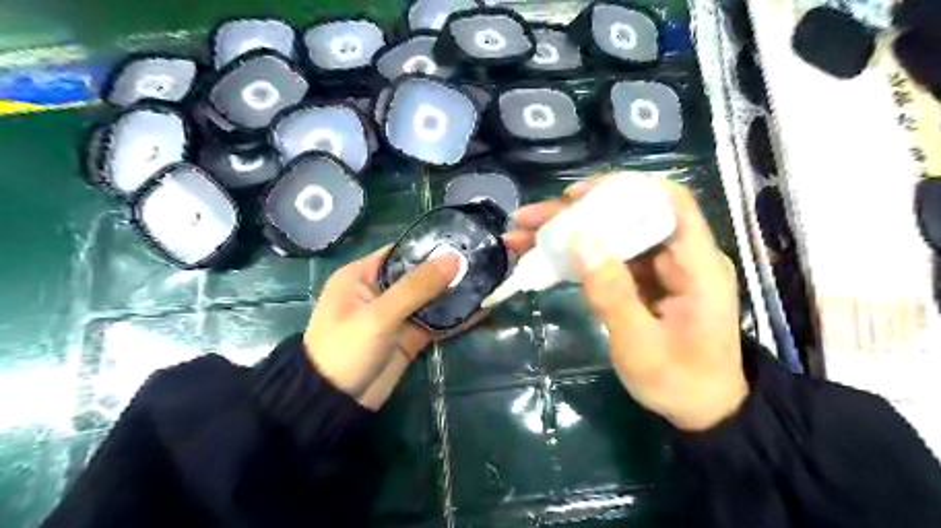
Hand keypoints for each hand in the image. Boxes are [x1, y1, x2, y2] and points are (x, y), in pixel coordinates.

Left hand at [307, 234, 527, 412]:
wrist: (334, 404)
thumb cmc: (345, 350)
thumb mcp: (377, 315)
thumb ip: (416, 287)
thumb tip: (454, 258)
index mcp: (362, 275)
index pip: (400, 251)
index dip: (430, 245)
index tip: (462, 241)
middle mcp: (380, 290)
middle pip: (420, 274)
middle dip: (449, 269)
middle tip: (483, 260)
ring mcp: (397, 315)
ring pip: (431, 298)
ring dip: (456, 292)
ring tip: (489, 279)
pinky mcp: (409, 336)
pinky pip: (436, 322)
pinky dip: (456, 317)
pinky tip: (482, 307)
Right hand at [511, 175, 746, 430]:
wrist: (702, 410)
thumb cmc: (678, 381)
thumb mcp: (640, 345)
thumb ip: (612, 292)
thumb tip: (579, 240)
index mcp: (697, 266)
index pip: (669, 202)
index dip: (624, 188)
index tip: (575, 196)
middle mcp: (680, 257)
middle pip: (628, 216)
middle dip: (575, 214)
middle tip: (527, 218)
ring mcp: (660, 269)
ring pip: (613, 235)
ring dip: (568, 232)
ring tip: (522, 235)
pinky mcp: (644, 282)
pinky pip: (609, 258)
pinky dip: (577, 255)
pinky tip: (544, 257)